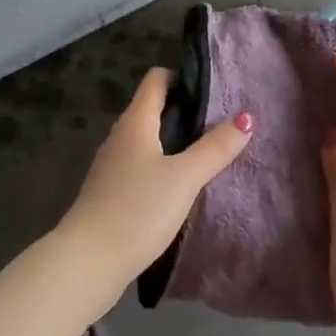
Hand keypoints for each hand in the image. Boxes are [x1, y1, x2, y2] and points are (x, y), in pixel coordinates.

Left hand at [58, 67, 253, 300]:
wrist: (89, 260)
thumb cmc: (138, 210)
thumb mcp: (184, 178)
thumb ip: (214, 148)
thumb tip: (246, 118)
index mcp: (135, 121)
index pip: (155, 80)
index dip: (181, 76)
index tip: (212, 87)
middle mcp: (120, 135)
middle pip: (151, 107)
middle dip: (183, 109)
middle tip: (219, 121)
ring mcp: (112, 164)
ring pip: (146, 138)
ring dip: (172, 139)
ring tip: (205, 151)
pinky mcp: (110, 191)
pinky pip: (140, 164)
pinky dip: (160, 163)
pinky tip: (179, 185)